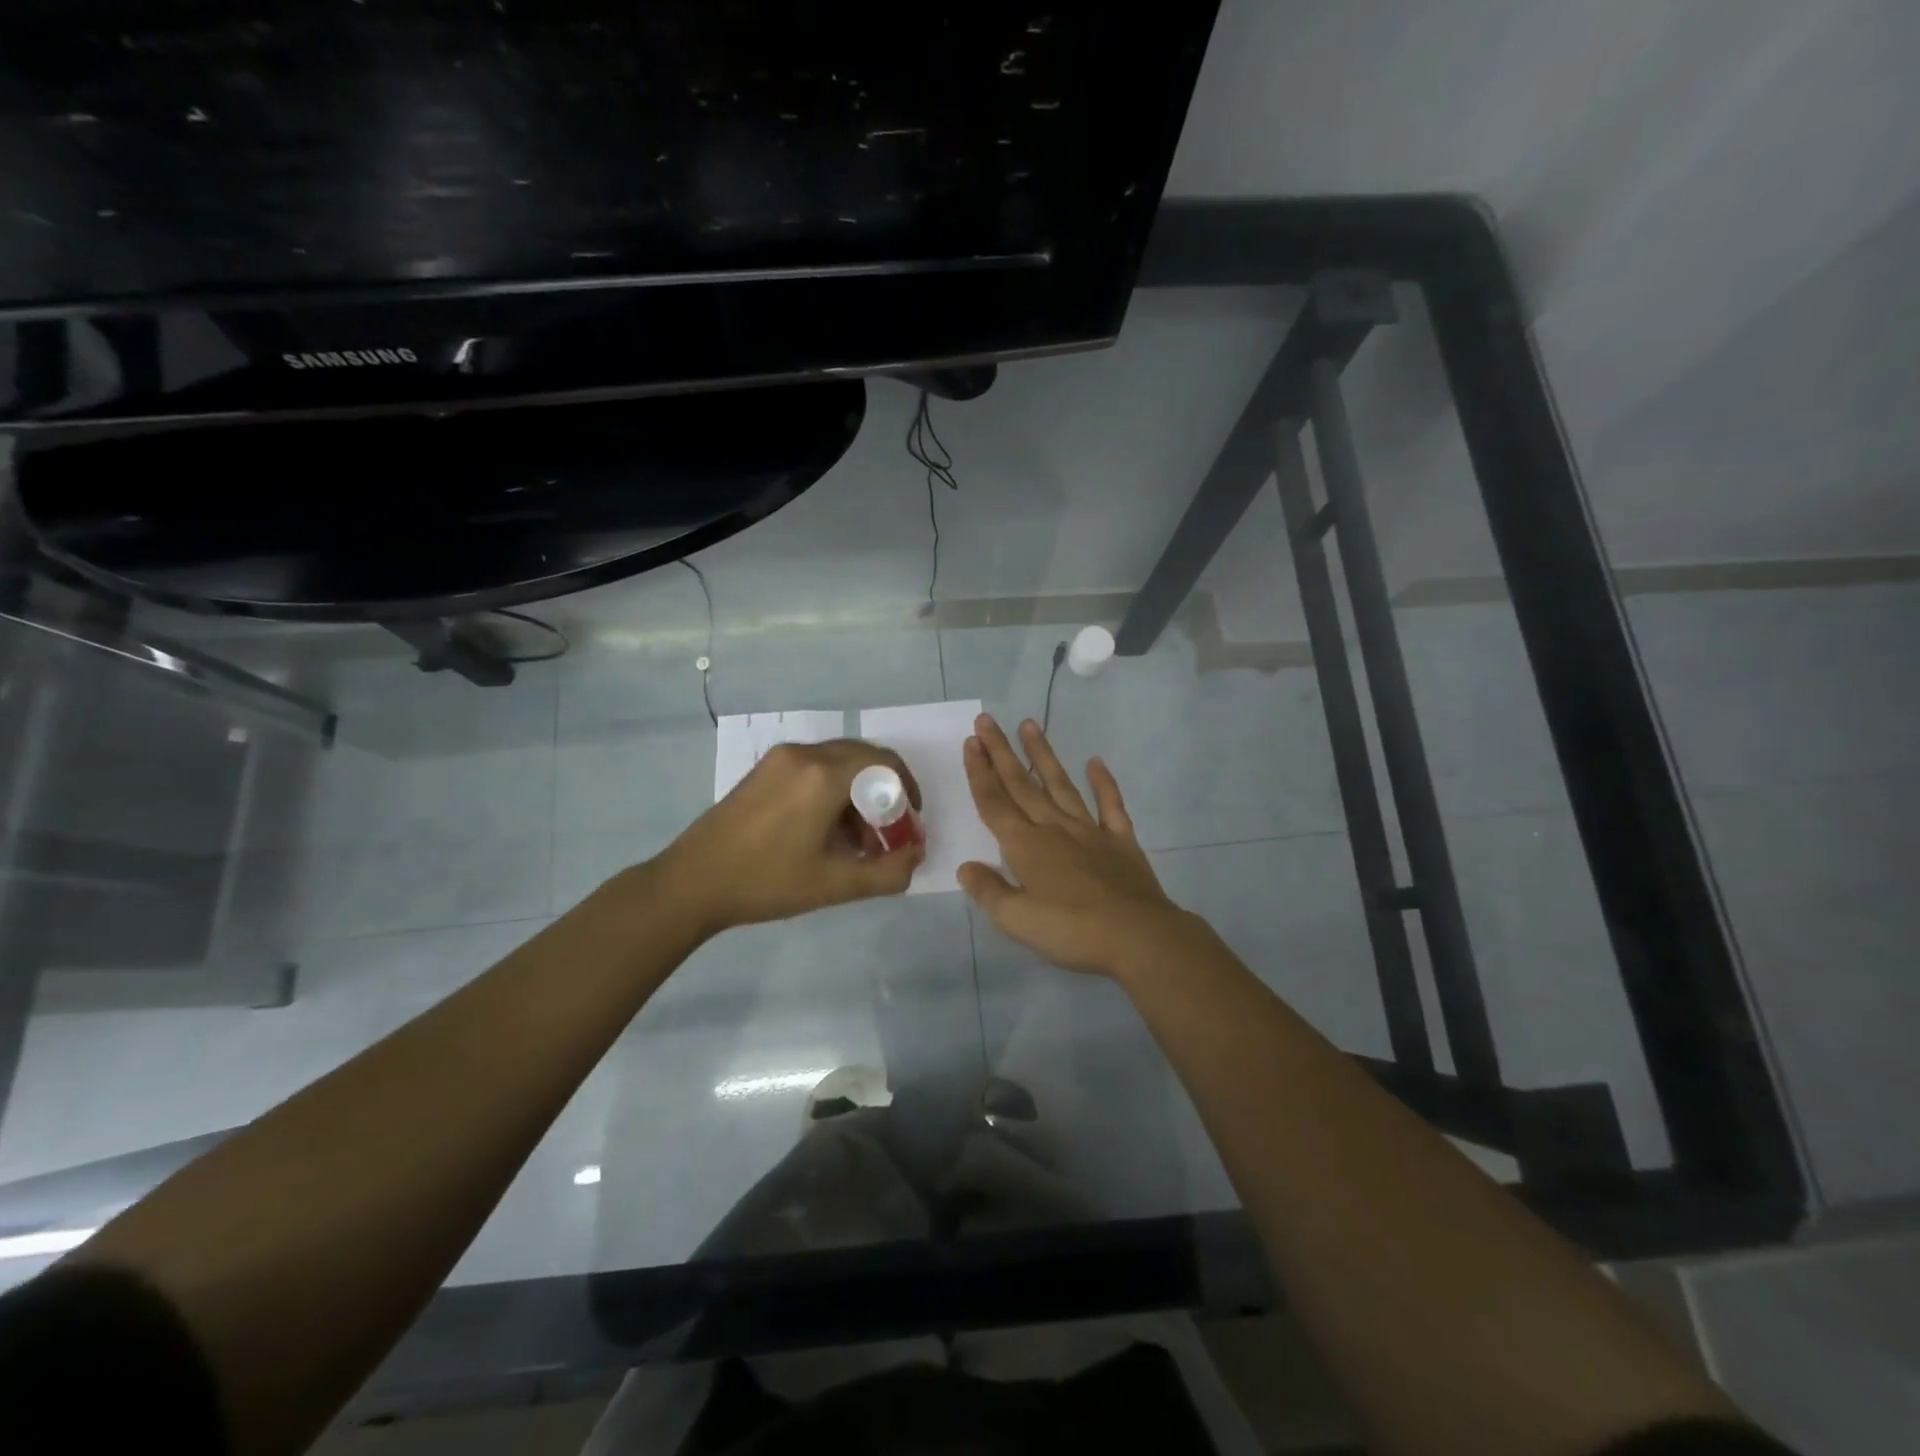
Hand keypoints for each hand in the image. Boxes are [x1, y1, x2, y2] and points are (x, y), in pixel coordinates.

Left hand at [653, 739, 923, 936]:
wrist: (692, 883)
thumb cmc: (767, 883)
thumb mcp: (834, 885)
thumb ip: (886, 873)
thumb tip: (916, 857)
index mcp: (823, 776)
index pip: (884, 763)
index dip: (907, 789)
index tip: (910, 821)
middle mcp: (804, 755)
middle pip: (863, 758)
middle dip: (884, 792)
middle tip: (888, 831)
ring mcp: (780, 759)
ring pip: (838, 762)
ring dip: (858, 792)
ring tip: (857, 839)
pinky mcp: (764, 768)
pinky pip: (813, 767)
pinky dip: (832, 789)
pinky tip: (826, 829)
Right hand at [958, 714, 1194, 978]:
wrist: (1138, 937)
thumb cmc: (1072, 931)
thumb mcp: (1017, 920)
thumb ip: (988, 891)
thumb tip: (966, 867)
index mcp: (1026, 846)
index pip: (995, 803)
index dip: (980, 773)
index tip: (971, 742)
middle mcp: (1054, 828)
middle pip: (1022, 785)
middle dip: (1001, 753)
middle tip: (987, 721)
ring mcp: (1090, 831)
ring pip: (1060, 785)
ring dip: (1043, 755)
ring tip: (1030, 724)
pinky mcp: (1121, 841)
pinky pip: (1110, 804)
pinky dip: (1103, 782)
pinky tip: (1096, 762)